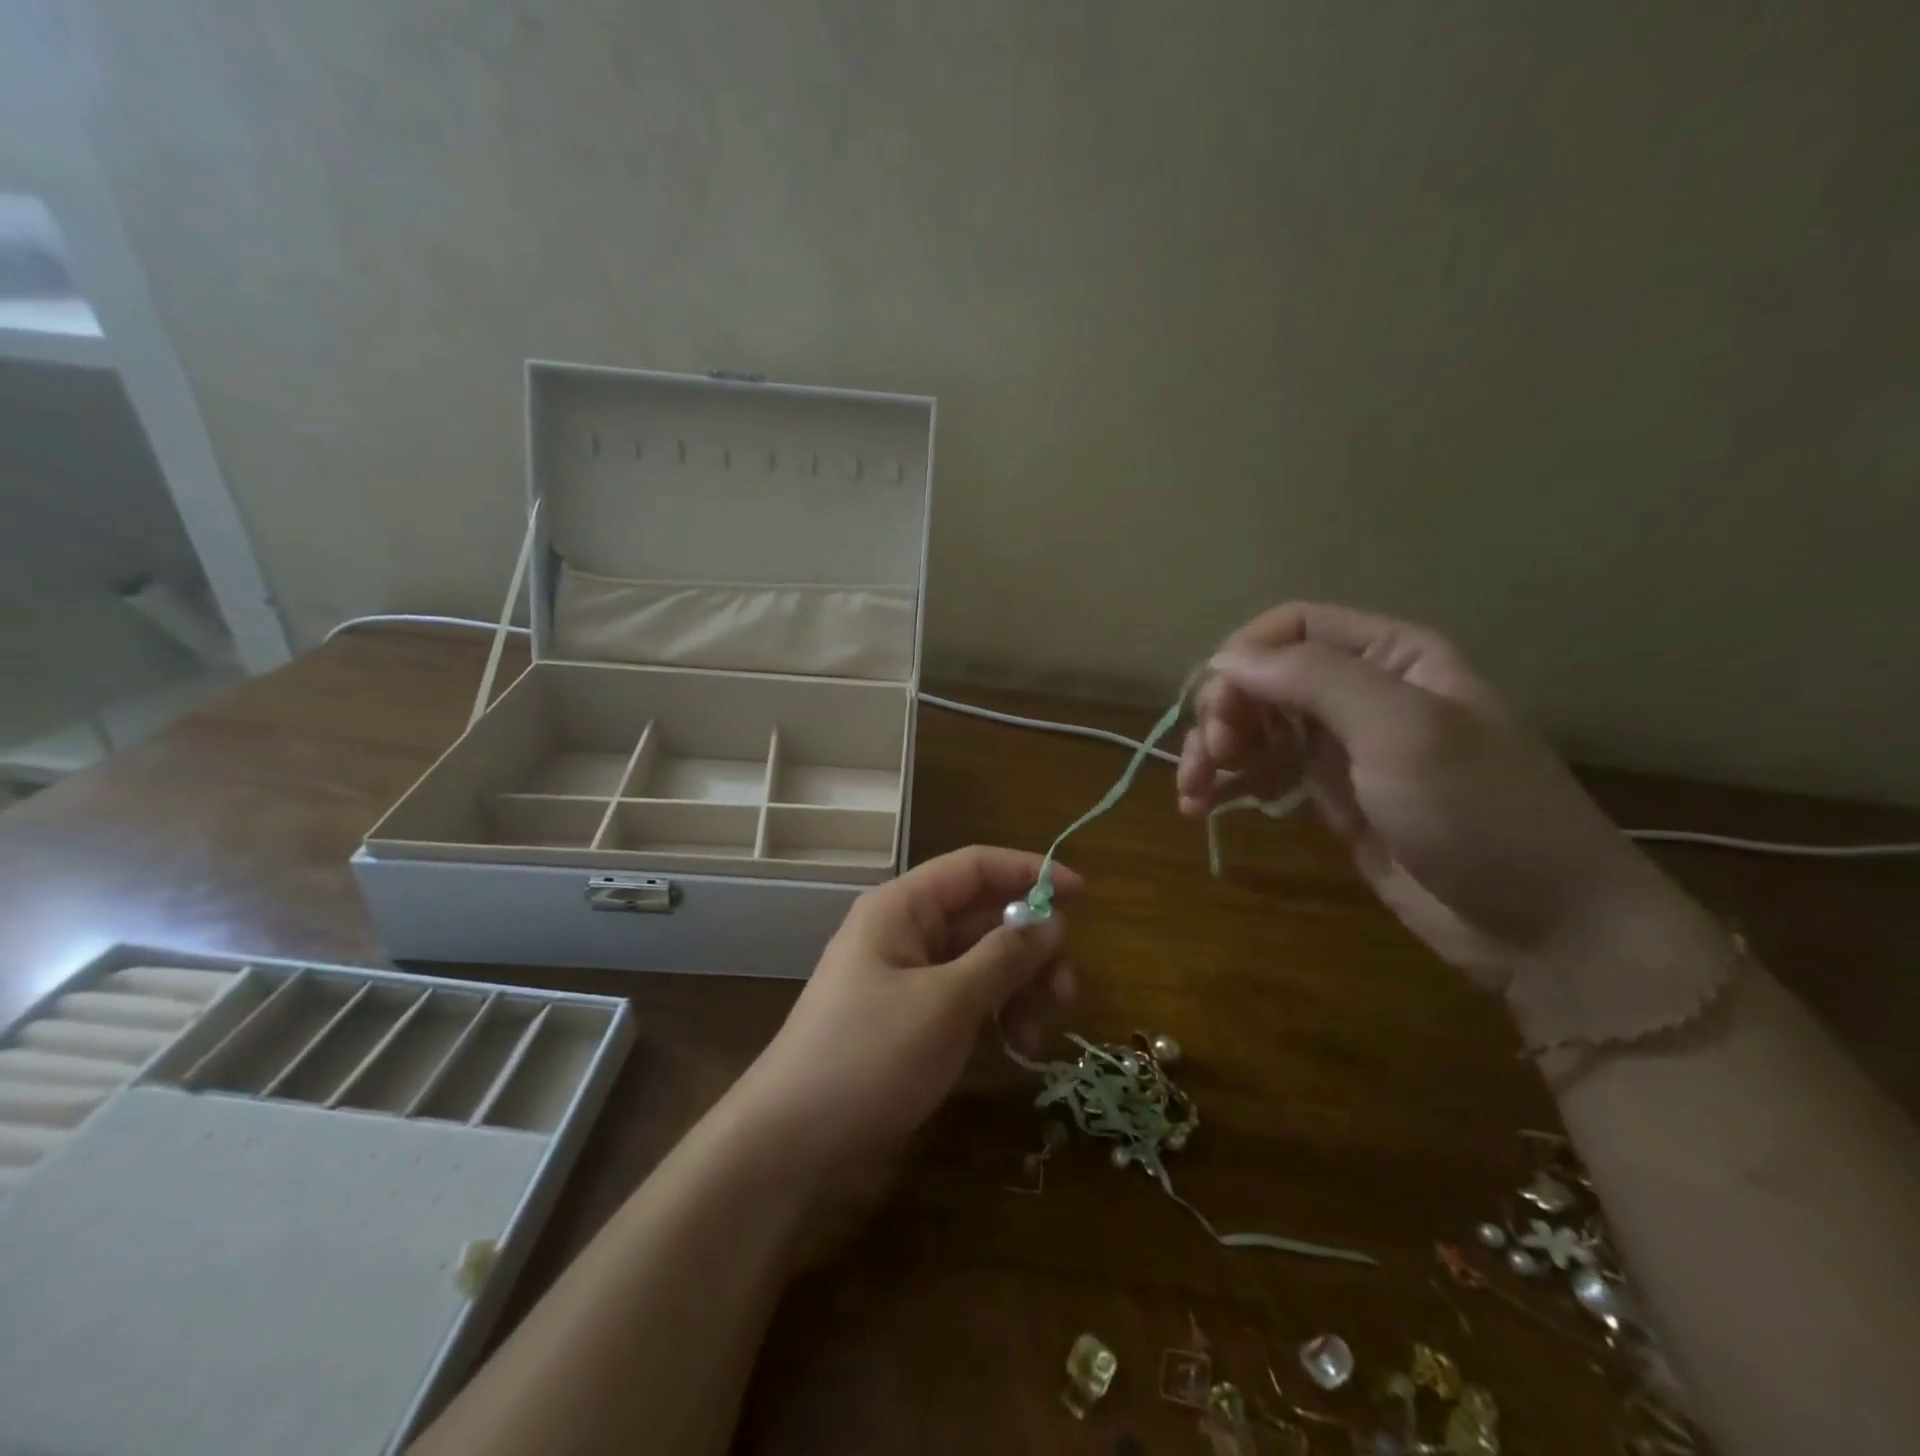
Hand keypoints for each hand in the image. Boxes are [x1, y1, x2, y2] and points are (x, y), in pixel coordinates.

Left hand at [731, 846, 1080, 1181]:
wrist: (792, 1146)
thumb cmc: (869, 1057)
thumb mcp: (946, 1004)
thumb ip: (1003, 957)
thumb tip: (1052, 920)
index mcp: (902, 908)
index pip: (975, 867)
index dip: (1030, 872)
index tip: (1085, 895)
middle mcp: (905, 933)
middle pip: (984, 917)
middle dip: (1031, 947)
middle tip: (1066, 991)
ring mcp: (908, 978)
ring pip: (981, 961)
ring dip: (1019, 987)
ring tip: (1040, 1032)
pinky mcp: (912, 1020)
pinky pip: (967, 999)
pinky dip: (997, 1014)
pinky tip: (1017, 1047)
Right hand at [1176, 602, 1686, 994]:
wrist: (1542, 927)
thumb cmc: (1480, 814)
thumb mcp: (1403, 731)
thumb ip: (1315, 680)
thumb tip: (1226, 658)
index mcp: (1392, 657)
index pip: (1294, 627)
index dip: (1244, 656)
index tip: (1217, 707)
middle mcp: (1362, 693)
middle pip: (1264, 678)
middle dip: (1224, 711)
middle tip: (1212, 756)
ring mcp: (1344, 748)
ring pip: (1255, 726)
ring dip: (1212, 751)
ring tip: (1191, 792)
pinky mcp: (1330, 797)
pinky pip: (1263, 773)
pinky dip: (1227, 784)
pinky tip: (1200, 807)